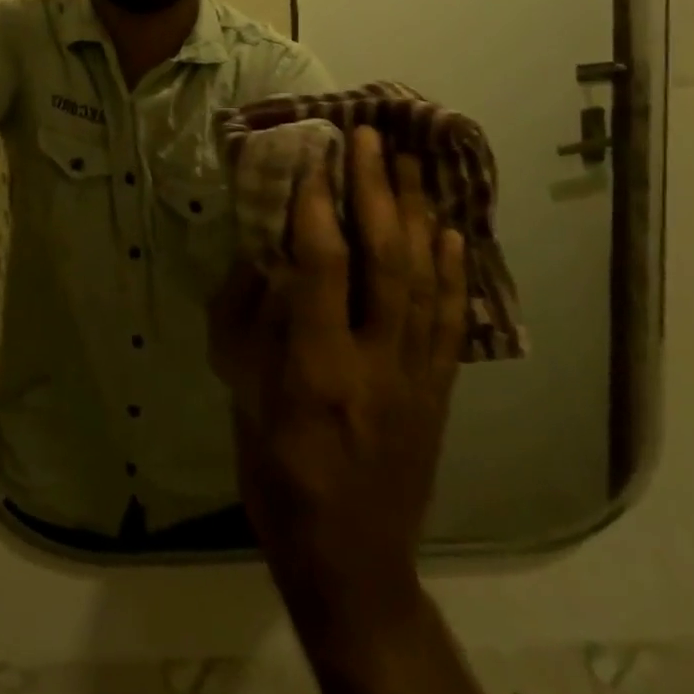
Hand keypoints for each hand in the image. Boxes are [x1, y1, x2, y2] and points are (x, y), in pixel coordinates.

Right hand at [211, 126, 467, 658]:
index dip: (316, 206)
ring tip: (408, 163)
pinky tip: (449, 229)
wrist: (349, 556)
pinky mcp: (439, 388)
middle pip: (384, 261)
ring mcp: (416, 375)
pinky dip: (454, 268)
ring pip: (425, 279)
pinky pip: (452, 318)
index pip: (322, 267)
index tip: (311, 157)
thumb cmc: (276, 473)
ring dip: (415, 214)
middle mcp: (375, 362)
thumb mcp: (240, 395)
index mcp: (315, 367)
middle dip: (375, 191)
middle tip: (368, 137)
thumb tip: (261, 254)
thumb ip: (249, 320)